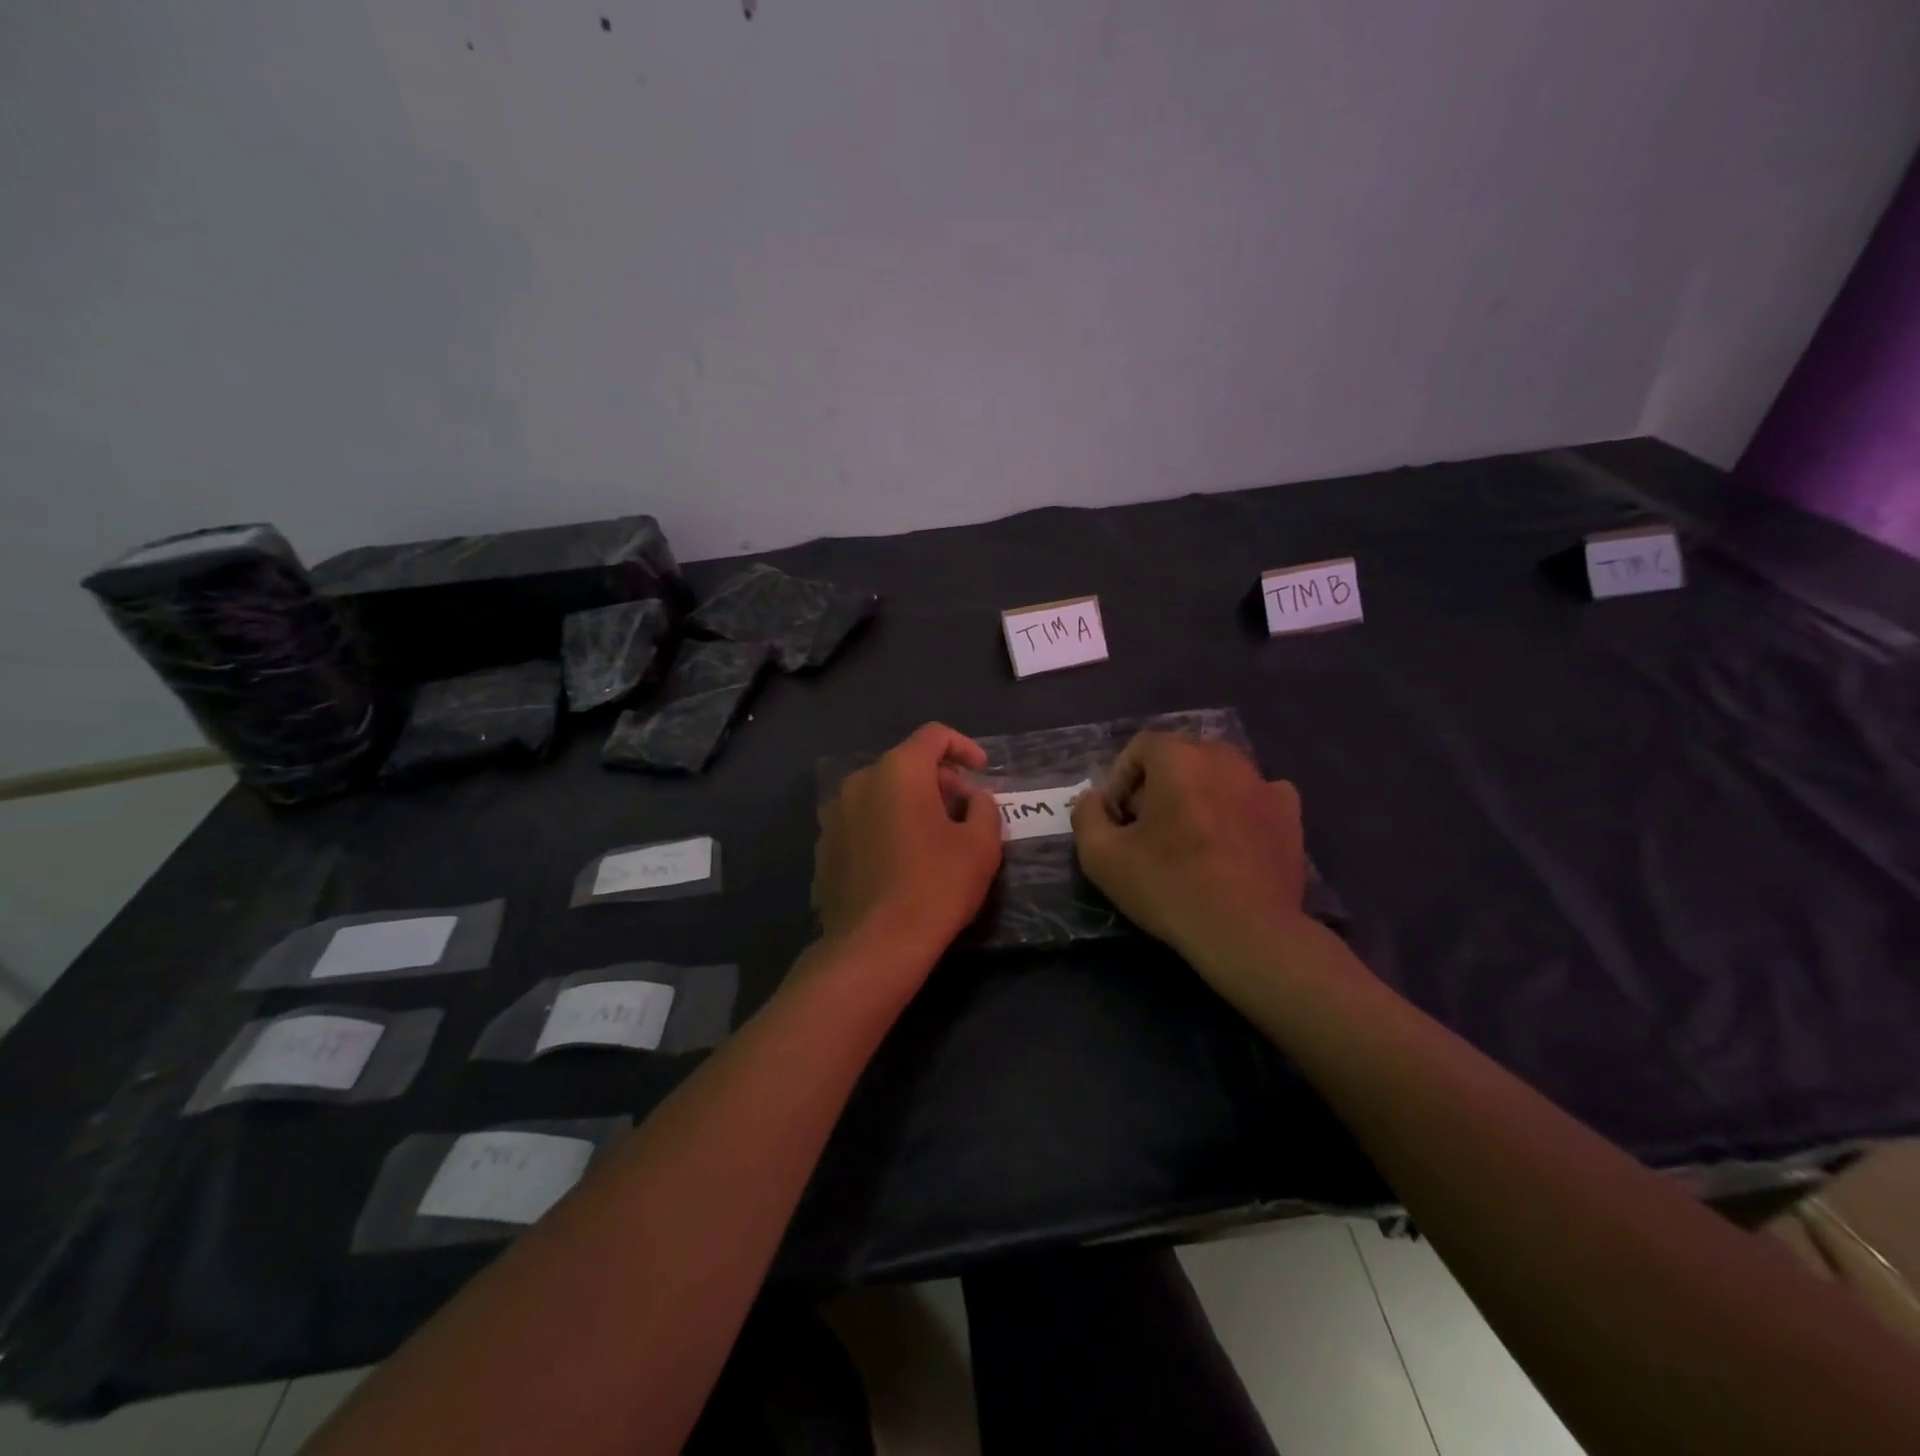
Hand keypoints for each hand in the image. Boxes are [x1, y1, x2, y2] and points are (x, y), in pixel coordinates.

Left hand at [813, 722, 1003, 959]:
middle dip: (938, 781)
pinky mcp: (823, 848)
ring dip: (908, 805)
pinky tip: (899, 864)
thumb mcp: (981, 845)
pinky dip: (884, 829)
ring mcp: (834, 815)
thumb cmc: (935, 886)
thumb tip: (973, 799)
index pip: (933, 735)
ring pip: (880, 794)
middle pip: (905, 765)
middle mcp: (859, 782)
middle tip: (963, 813)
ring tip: (931, 839)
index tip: (981, 771)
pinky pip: (861, 823)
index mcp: (898, 771)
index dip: (963, 747)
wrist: (874, 945)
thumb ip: (984, 808)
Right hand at [1072, 732, 1307, 972]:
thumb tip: (1093, 799)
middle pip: (1181, 755)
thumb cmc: (1169, 886)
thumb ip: (1087, 816)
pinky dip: (1239, 806)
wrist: (1247, 931)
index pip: (1140, 746)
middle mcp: (1223, 757)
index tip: (1118, 819)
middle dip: (1159, 783)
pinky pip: (1257, 793)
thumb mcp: (1101, 857)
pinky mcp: (1289, 813)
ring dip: (1198, 793)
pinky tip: (1231, 838)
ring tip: (1190, 836)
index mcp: (1178, 757)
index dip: (1121, 779)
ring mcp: (1262, 782)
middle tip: (1148, 828)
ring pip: (1219, 773)